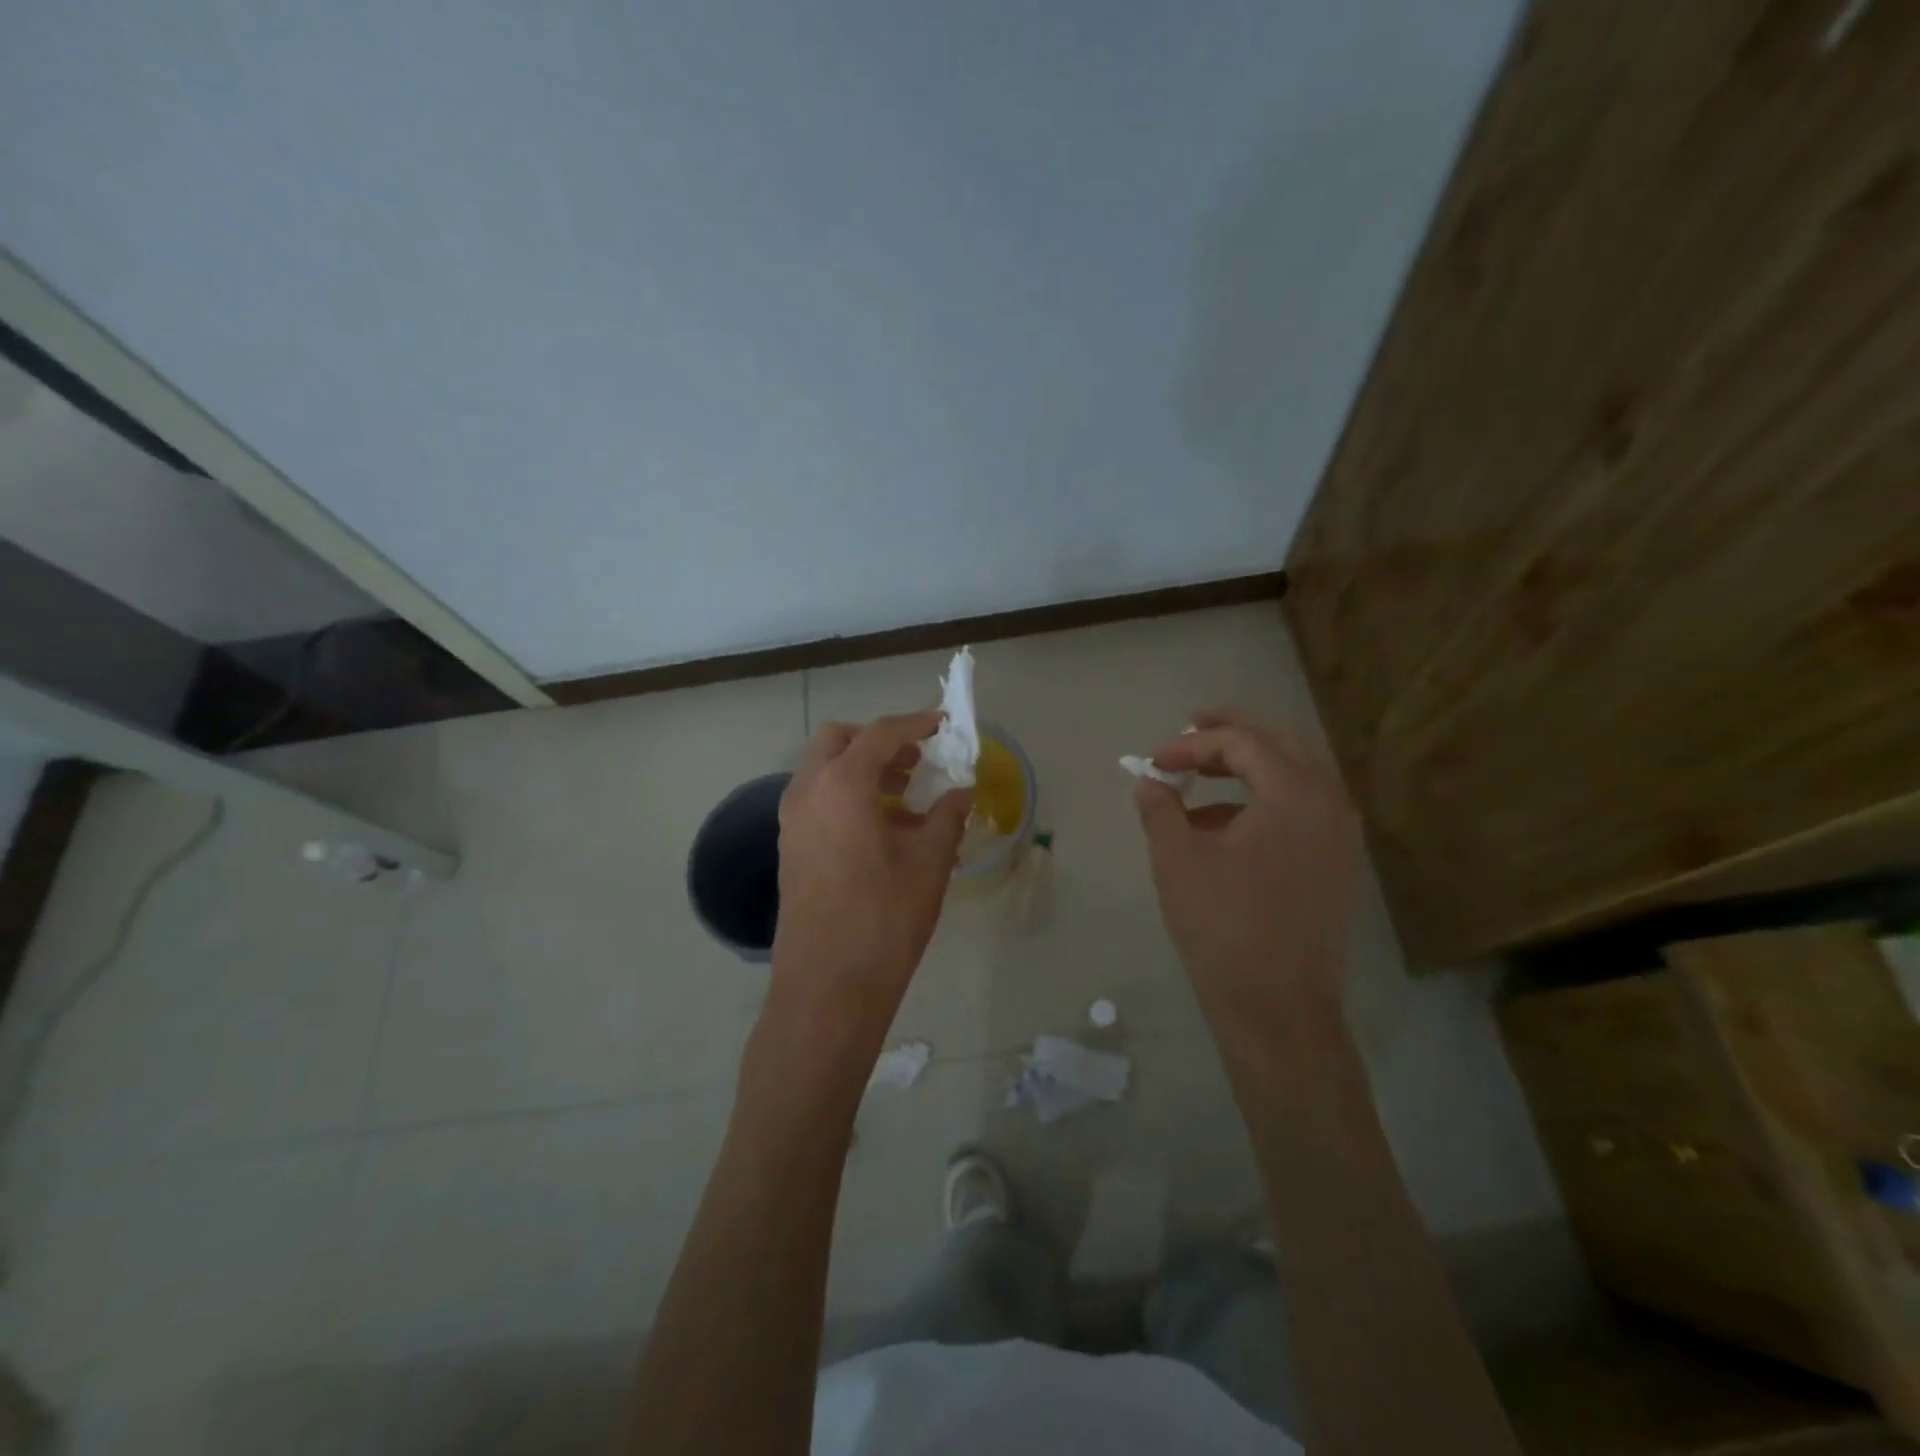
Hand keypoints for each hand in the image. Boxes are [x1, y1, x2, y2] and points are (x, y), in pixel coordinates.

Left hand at [771, 713, 970, 1025]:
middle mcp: (807, 792)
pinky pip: (817, 800)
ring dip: (862, 768)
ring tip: (907, 795)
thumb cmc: (885, 918)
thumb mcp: (929, 862)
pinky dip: (847, 795)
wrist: (828, 986)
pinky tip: (882, 828)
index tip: (942, 724)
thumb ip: (948, 816)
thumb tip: (962, 791)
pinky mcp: (790, 848)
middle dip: (878, 741)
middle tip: (916, 760)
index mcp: (842, 784)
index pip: (880, 733)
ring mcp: (792, 821)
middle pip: (838, 740)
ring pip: (823, 770)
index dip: (916, 723)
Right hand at [1133, 707, 1362, 1015]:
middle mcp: (1330, 803)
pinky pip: (1301, 809)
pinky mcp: (1336, 865)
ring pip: (1295, 775)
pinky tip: (1222, 825)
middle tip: (1192, 724)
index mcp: (1295, 794)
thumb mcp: (1177, 859)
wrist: (1277, 1007)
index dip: (1190, 745)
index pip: (1241, 743)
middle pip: (1280, 743)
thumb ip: (1160, 808)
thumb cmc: (1223, 926)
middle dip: (1232, 732)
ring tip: (1200, 776)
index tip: (1153, 761)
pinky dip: (1262, 800)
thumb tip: (1149, 783)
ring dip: (1248, 765)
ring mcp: (1340, 836)